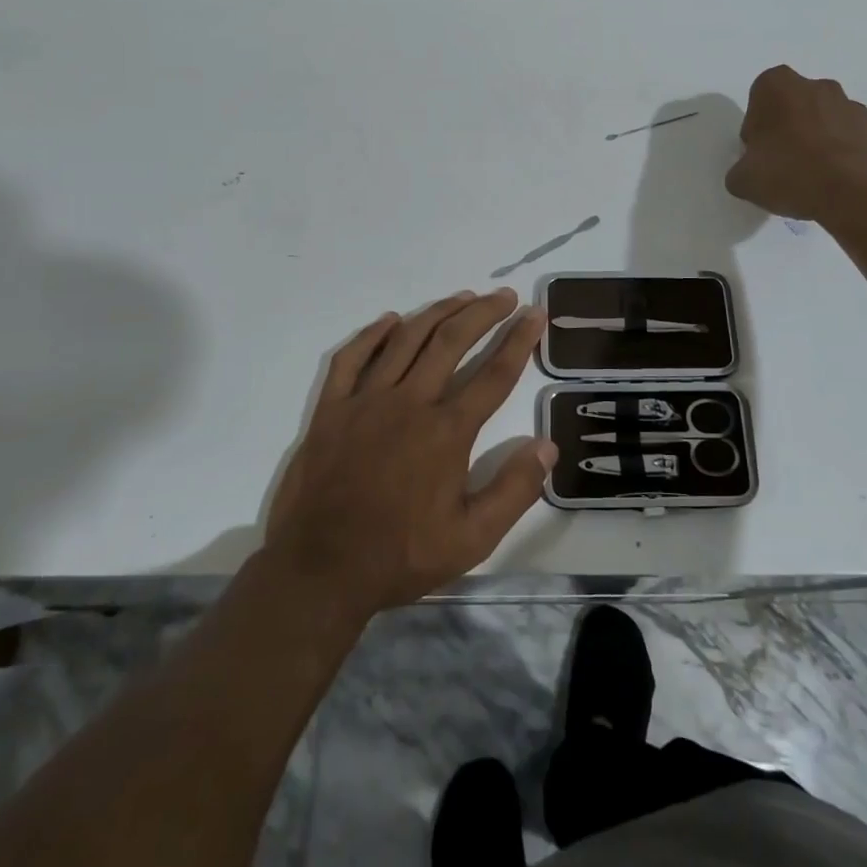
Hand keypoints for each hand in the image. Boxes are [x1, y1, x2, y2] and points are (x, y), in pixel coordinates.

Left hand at [262, 288, 554, 617]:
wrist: (319, 571)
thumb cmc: (400, 555)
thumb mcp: (471, 539)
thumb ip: (514, 490)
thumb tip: (547, 446)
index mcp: (446, 431)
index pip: (494, 374)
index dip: (519, 340)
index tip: (535, 313)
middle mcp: (410, 403)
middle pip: (452, 341)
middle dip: (483, 312)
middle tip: (504, 295)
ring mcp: (366, 401)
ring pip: (406, 339)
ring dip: (437, 312)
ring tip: (462, 296)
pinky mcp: (331, 408)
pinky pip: (352, 358)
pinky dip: (372, 334)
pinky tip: (390, 320)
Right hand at [726, 65, 866, 220]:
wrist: (855, 190)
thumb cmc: (790, 172)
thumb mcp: (743, 180)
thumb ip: (740, 171)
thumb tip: (747, 173)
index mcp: (777, 85)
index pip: (758, 102)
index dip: (756, 130)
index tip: (758, 155)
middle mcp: (816, 85)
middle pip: (793, 107)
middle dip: (787, 130)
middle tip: (782, 166)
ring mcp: (850, 105)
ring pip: (823, 121)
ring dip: (816, 142)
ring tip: (811, 179)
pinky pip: (848, 140)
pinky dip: (840, 156)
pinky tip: (834, 183)